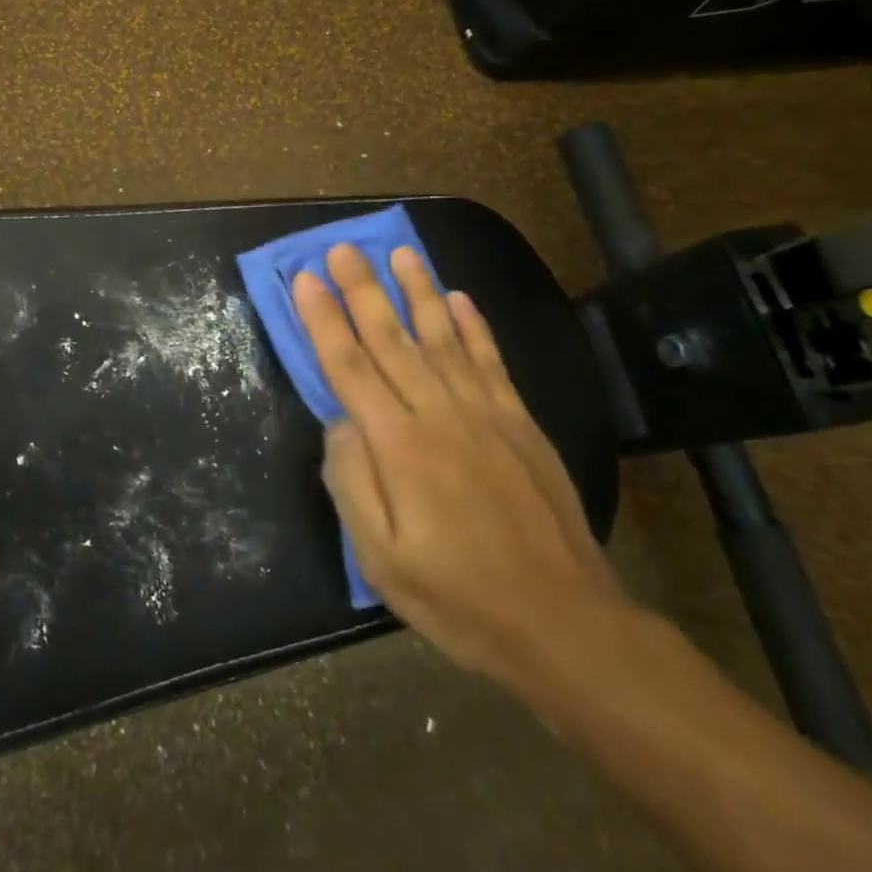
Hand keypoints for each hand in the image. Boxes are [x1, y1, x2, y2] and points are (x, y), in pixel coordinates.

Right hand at [292, 244, 623, 682]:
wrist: (564, 624)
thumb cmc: (458, 598)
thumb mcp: (381, 559)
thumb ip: (351, 482)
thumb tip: (339, 422)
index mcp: (399, 446)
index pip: (349, 367)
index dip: (324, 320)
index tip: (306, 279)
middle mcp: (440, 415)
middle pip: (392, 339)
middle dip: (363, 289)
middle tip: (344, 247)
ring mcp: (486, 414)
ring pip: (442, 337)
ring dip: (418, 291)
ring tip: (400, 252)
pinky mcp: (520, 424)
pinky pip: (490, 361)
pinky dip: (473, 326)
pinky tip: (459, 298)